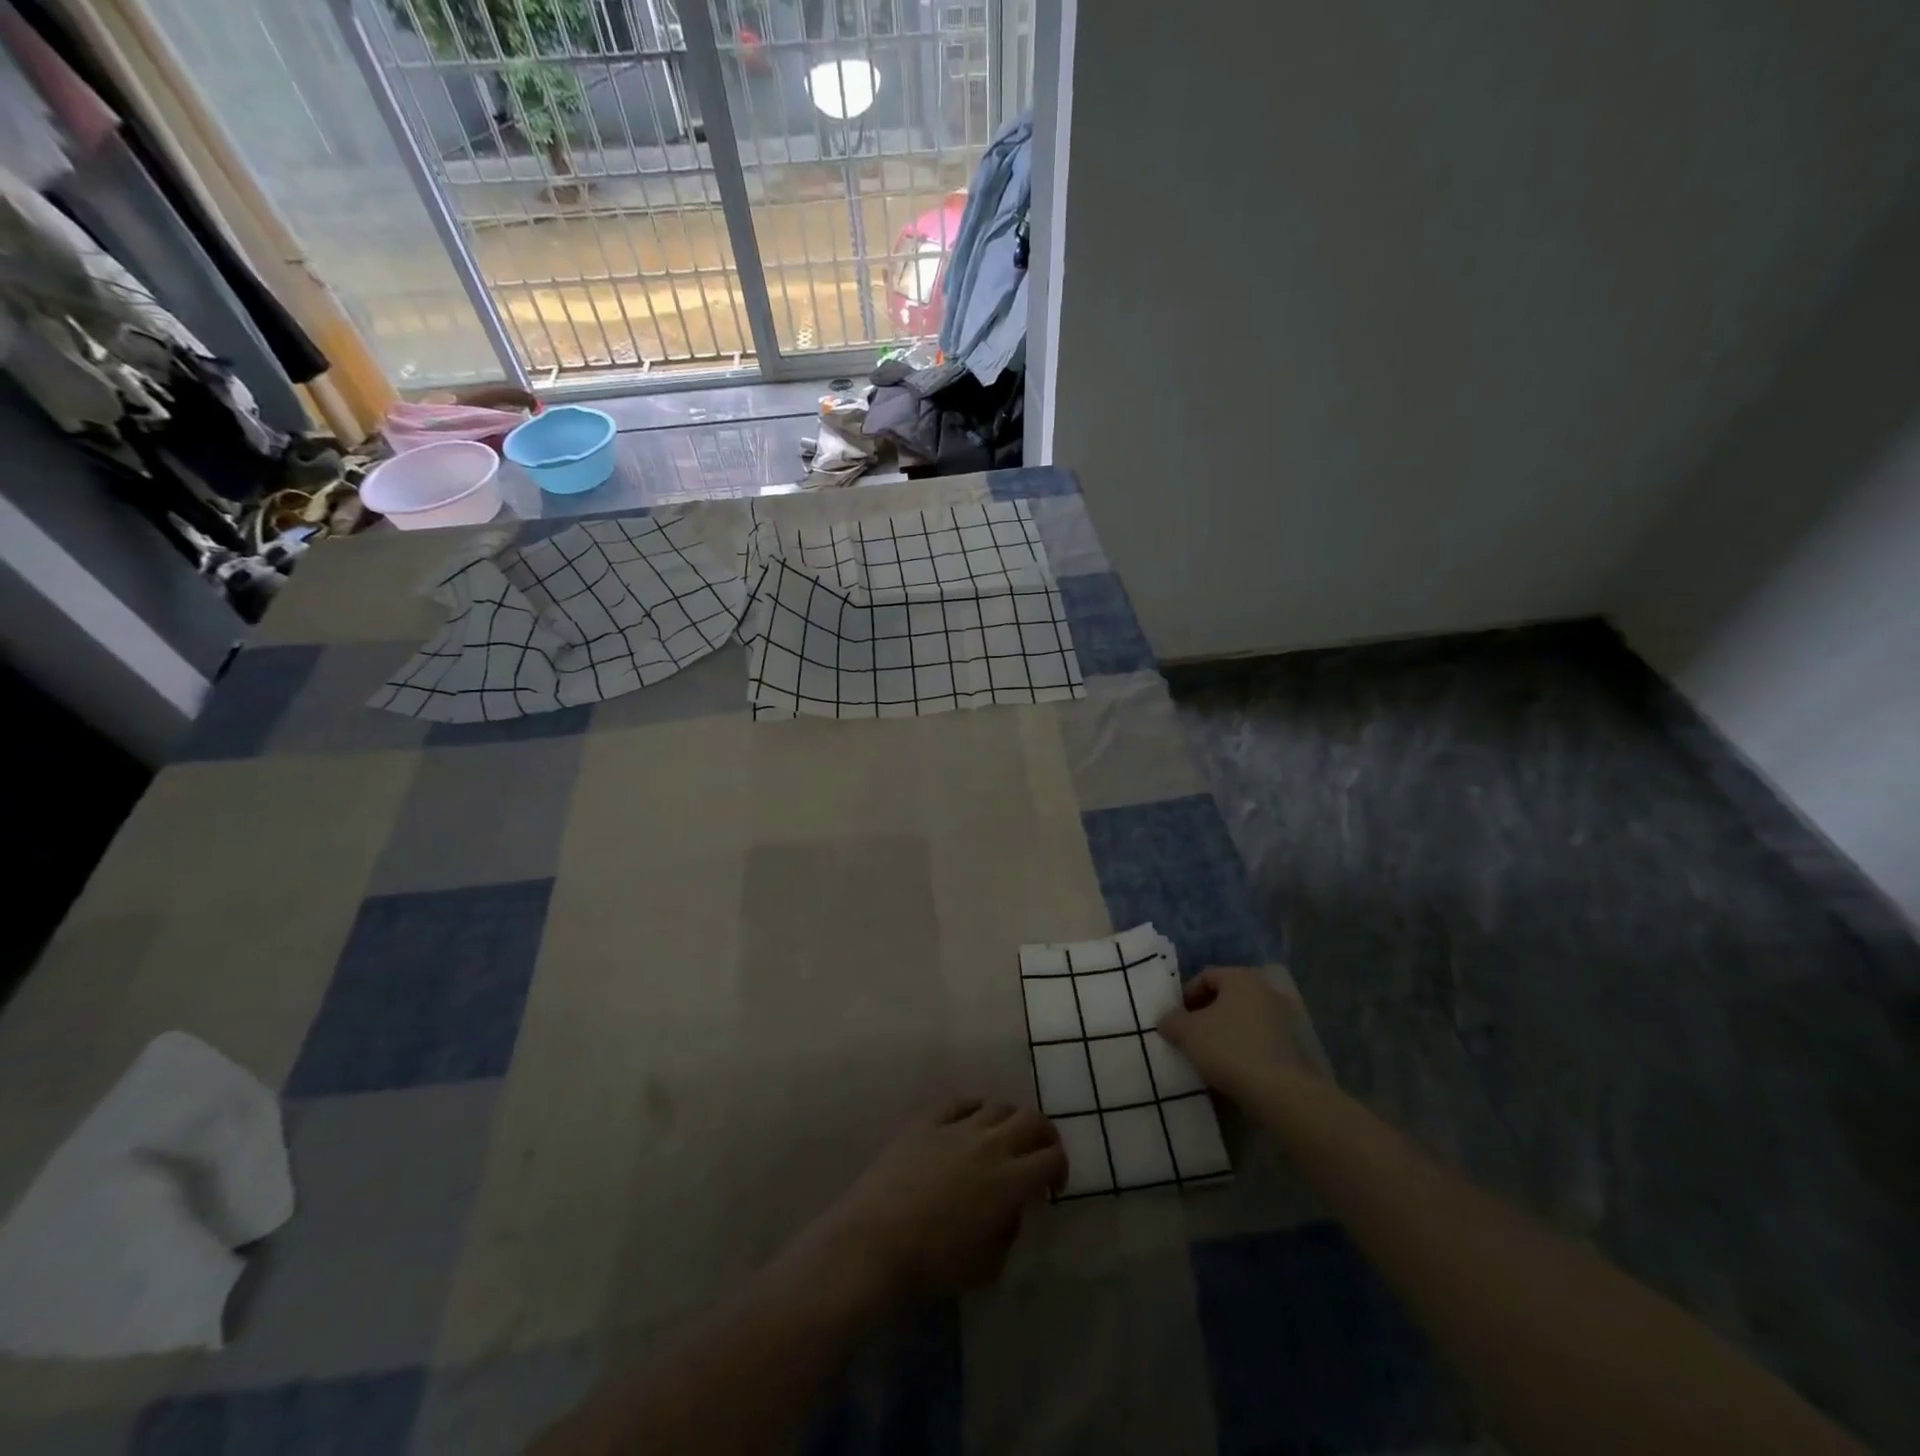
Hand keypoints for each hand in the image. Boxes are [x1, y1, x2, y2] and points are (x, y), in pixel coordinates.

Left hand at [803, 1100, 1065, 1305]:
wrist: (874, 1244)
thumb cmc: (932, 1266)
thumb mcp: (986, 1267)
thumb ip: (1008, 1232)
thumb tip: (1009, 1209)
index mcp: (1009, 1181)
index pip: (1052, 1158)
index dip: (1060, 1170)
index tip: (1051, 1188)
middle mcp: (990, 1144)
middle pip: (1033, 1118)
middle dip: (1044, 1135)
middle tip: (1039, 1154)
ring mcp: (956, 1127)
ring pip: (998, 1104)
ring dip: (1010, 1120)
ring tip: (1003, 1139)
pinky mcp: (926, 1121)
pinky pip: (960, 1102)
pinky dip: (974, 1110)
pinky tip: (970, 1124)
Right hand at [1157, 966, 1321, 1103]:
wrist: (1280, 1092)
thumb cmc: (1229, 1049)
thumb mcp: (1186, 1032)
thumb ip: (1171, 1020)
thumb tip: (1167, 1020)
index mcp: (1241, 977)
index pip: (1205, 976)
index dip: (1186, 996)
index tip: (1176, 1019)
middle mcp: (1265, 990)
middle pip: (1226, 997)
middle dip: (1205, 1015)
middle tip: (1190, 1036)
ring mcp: (1283, 1018)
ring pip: (1243, 1019)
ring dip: (1225, 1032)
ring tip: (1209, 1055)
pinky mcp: (1294, 1045)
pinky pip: (1258, 1039)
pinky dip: (1243, 1048)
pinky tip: (1232, 1068)